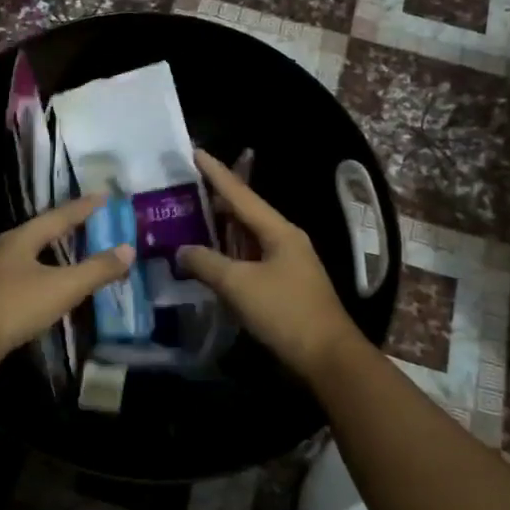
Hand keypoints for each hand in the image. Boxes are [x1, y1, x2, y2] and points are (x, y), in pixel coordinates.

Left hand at [0, 196, 135, 381]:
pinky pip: (24, 283)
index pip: (58, 216)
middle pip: (41, 234)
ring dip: (54, 256)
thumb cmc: (12, 306)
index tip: (105, 197)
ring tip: (76, 256)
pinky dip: (44, 282)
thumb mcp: (61, 287)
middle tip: (93, 224)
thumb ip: (96, 269)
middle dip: (67, 229)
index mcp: (20, 240)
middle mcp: (4, 252)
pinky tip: (51, 293)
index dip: (83, 207)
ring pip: (30, 259)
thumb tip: (128, 249)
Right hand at [179, 150, 363, 382]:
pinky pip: (250, 259)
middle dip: (216, 200)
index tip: (195, 152)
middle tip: (185, 188)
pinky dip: (228, 255)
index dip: (216, 173)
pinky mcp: (283, 286)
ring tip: (191, 218)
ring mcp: (286, 264)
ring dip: (221, 229)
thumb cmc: (285, 312)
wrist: (327, 357)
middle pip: (245, 213)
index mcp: (279, 231)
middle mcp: (285, 240)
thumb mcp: (239, 284)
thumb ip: (206, 263)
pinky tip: (211, 259)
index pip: (241, 194)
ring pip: (247, 238)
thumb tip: (182, 251)